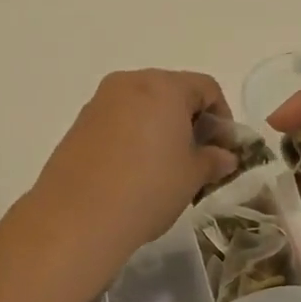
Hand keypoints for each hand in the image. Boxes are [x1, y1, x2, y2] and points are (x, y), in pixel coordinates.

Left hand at [28, 70, 239, 270]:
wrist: (76, 218)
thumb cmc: (147, 189)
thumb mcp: (192, 176)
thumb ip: (213, 160)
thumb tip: (224, 156)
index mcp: (164, 86)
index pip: (206, 88)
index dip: (223, 117)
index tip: (224, 150)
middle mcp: (130, 83)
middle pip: (172, 91)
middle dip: (190, 120)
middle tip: (198, 158)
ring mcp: (100, 102)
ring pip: (143, 105)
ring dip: (161, 128)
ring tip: (166, 167)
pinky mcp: (80, 124)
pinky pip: (118, 120)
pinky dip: (134, 136)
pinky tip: (135, 171)